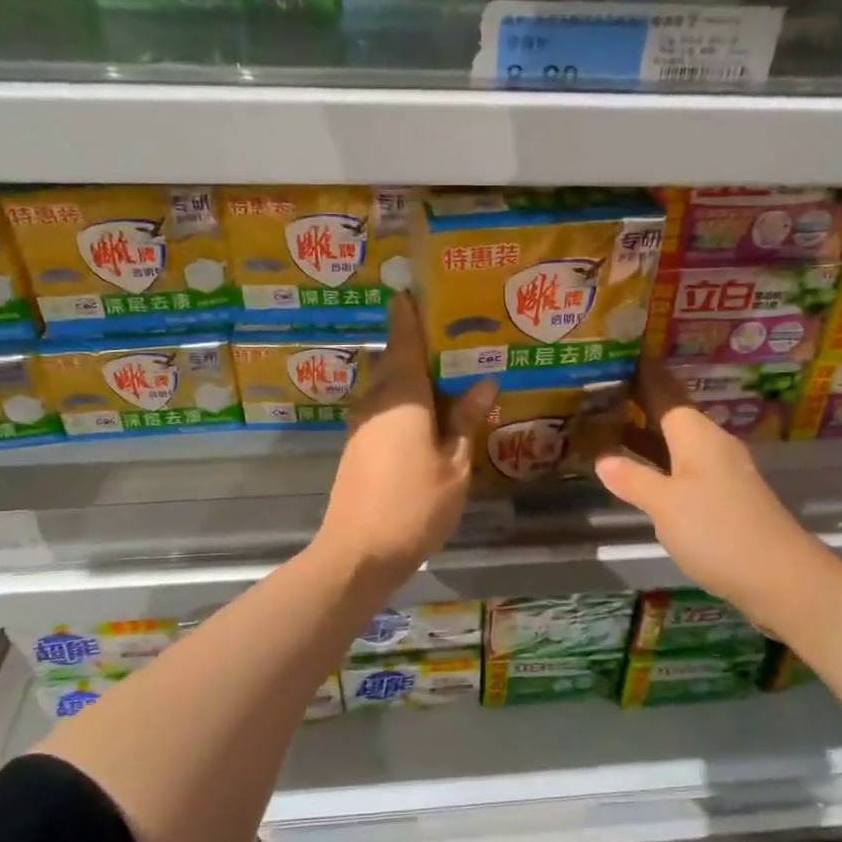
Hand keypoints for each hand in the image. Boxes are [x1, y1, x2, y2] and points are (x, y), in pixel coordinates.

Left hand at [314, 294, 496, 582]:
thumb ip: (466, 421)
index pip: (404, 340)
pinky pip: (385, 409)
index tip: (412, 289)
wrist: (358, 553)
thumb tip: (484, 384)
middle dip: (417, 345)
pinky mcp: (358, 447)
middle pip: (395, 361)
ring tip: (449, 375)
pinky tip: (430, 415)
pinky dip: (406, 402)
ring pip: (389, 387)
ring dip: (413, 377)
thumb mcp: (454, 464)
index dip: (408, 314)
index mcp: (402, 396)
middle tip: (452, 336)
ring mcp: (362, 425)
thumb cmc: (414, 505)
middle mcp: (376, 401)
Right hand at [594, 365, 820, 621]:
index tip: (618, 357)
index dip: (642, 375)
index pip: (664, 392)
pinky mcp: (725, 499)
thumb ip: (633, 479)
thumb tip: (604, 459)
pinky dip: (659, 463)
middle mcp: (711, 445)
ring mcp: (721, 472)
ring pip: (676, 443)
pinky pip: (684, 468)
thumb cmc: (717, 531)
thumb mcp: (665, 505)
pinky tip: (640, 474)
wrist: (781, 578)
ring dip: (646, 436)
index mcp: (696, 434)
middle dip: (638, 404)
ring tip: (608, 428)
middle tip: (599, 393)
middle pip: (670, 415)